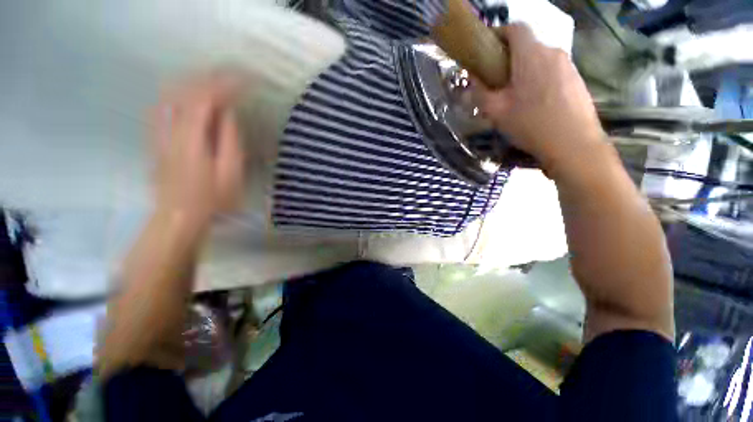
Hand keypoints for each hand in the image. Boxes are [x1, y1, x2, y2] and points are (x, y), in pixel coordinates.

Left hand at [152, 73, 244, 225]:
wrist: (179, 216)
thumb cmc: (212, 199)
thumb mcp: (230, 172)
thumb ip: (229, 140)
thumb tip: (227, 114)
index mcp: (191, 138)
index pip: (204, 99)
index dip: (224, 86)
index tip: (244, 81)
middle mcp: (170, 129)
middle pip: (184, 91)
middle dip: (209, 78)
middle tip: (231, 77)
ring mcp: (160, 133)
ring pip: (171, 95)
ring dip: (193, 83)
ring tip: (214, 81)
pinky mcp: (157, 138)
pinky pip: (163, 106)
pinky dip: (179, 94)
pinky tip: (189, 95)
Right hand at [473, 24, 606, 176]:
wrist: (573, 144)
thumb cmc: (530, 125)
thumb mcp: (496, 112)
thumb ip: (480, 92)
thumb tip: (473, 80)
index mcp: (531, 55)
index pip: (515, 28)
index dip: (498, 34)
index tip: (486, 50)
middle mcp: (552, 52)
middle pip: (527, 45)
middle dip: (508, 58)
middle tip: (497, 81)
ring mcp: (568, 65)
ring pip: (539, 59)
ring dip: (524, 69)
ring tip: (515, 96)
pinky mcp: (576, 78)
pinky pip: (552, 71)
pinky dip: (539, 78)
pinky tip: (535, 102)